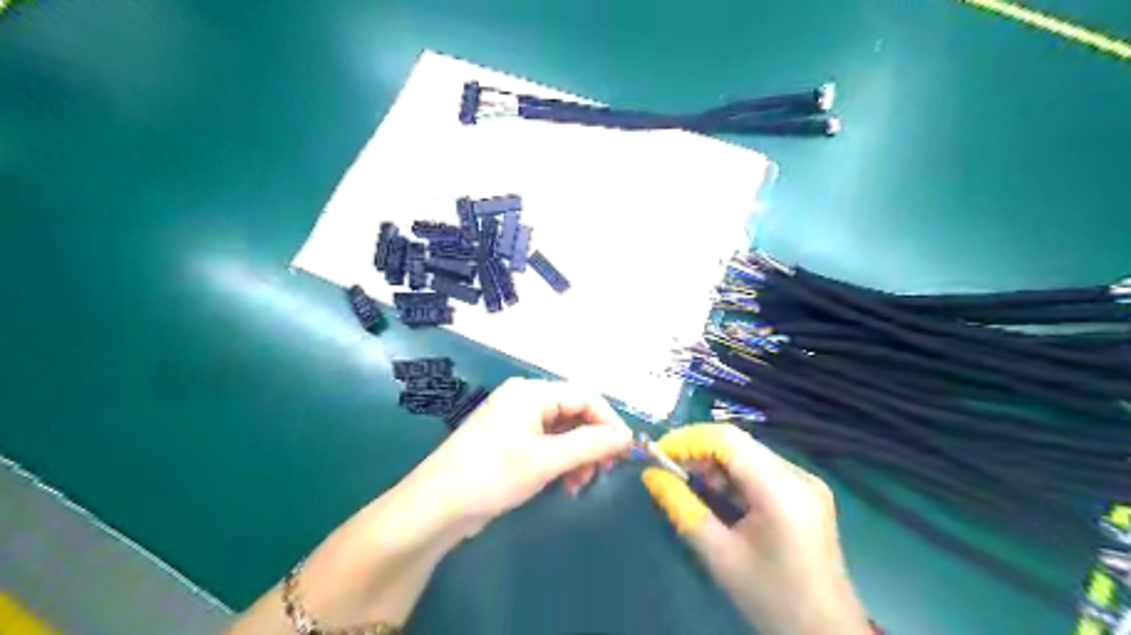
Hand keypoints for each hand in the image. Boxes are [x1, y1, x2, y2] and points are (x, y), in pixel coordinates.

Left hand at [404, 379, 633, 533]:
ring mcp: (515, 420)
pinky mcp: (509, 441)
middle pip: (574, 412)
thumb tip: (625, 437)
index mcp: (532, 392)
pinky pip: (547, 443)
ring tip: (579, 484)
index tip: (626, 450)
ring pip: (562, 430)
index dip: (609, 422)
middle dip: (592, 441)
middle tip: (603, 471)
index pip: (584, 396)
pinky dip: (561, 460)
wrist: (437, 506)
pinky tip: (564, 482)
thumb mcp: (546, 460)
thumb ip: (590, 444)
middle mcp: (525, 399)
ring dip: (578, 455)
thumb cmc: (493, 475)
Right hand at [640, 423, 868, 633]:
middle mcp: (798, 475)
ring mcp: (805, 481)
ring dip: (713, 463)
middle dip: (697, 451)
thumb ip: (682, 509)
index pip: (728, 440)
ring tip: (686, 481)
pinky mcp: (805, 492)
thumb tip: (651, 475)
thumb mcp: (719, 555)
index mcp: (782, 490)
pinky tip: (715, 493)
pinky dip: (731, 475)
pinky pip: (759, 469)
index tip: (657, 453)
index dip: (688, 439)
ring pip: (747, 454)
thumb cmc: (772, 598)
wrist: (827, 634)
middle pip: (738, 444)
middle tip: (666, 468)